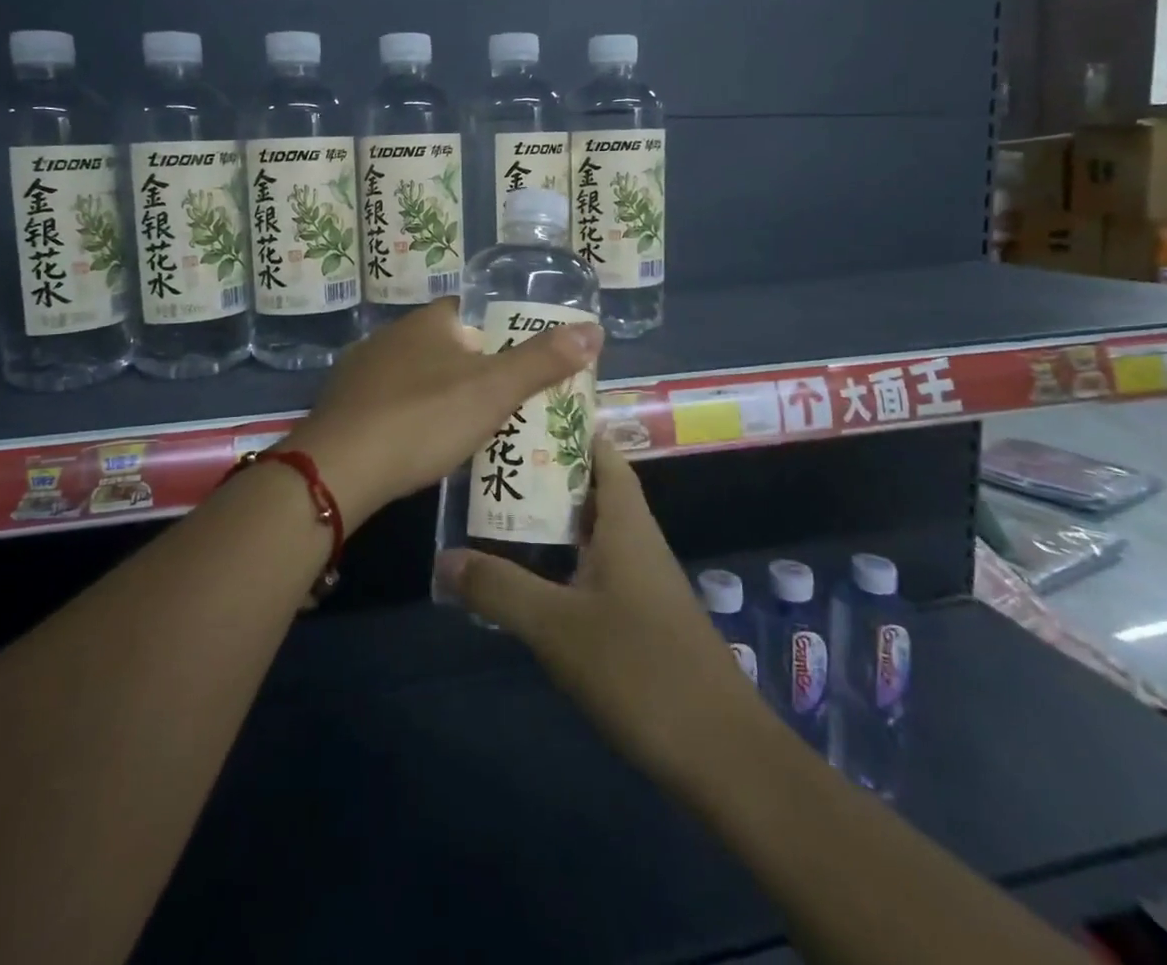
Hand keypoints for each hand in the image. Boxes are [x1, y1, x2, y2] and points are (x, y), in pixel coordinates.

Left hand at [283, 299, 602, 526]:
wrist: (339, 468)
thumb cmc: (424, 418)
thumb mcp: (494, 390)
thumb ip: (542, 361)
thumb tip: (595, 329)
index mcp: (427, 322)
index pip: (471, 313)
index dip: (500, 333)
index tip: (521, 363)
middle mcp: (390, 337)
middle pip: (444, 346)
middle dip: (472, 370)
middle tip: (503, 404)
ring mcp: (360, 372)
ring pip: (414, 376)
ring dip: (439, 396)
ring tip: (468, 429)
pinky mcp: (342, 408)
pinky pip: (388, 404)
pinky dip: (409, 418)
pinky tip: (419, 446)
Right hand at [434, 440, 773, 794]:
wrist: (722, 754)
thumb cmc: (641, 670)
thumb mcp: (557, 628)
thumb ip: (499, 589)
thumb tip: (444, 558)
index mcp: (627, 524)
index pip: (603, 453)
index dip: (571, 427)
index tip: (525, 412)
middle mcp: (637, 541)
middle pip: (593, 488)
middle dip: (549, 471)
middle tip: (494, 460)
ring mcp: (642, 581)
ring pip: (593, 531)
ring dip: (553, 518)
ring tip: (500, 509)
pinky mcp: (641, 617)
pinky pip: (595, 568)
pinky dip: (563, 559)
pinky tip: (530, 576)